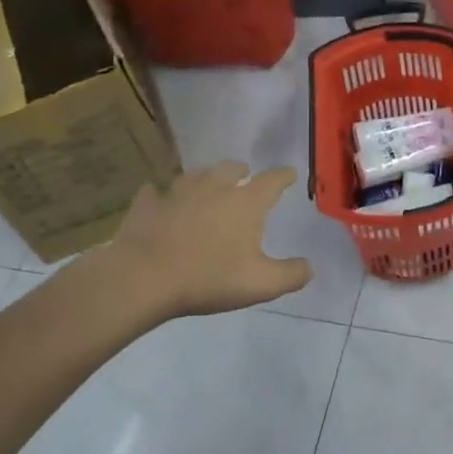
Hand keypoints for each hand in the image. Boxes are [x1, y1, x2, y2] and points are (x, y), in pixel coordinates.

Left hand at [103, 162, 312, 320]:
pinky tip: (159, 198)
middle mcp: (213, 188)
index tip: (290, 174)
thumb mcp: (261, 284)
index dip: (284, 176)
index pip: (272, 181)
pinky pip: (155, 193)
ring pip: (195, 175)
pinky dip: (160, 194)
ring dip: (205, 177)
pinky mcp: (146, 205)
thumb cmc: (209, 278)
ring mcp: (176, 193)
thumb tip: (309, 267)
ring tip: (207, 184)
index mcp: (245, 202)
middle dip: (241, 171)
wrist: (143, 277)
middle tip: (244, 177)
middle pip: (231, 169)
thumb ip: (291, 275)